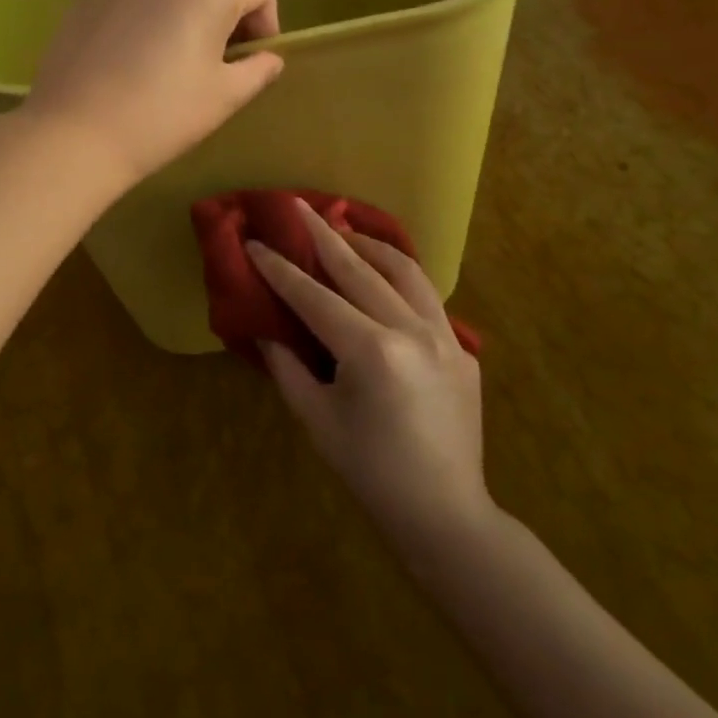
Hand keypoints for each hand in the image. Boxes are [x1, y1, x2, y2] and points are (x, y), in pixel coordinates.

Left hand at [24, 0, 283, 188]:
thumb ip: (258, 69)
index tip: (251, 64)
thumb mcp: (225, 96)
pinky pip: (134, 1)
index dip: (266, 26)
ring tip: (170, 65)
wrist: (73, 133)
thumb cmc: (162, 113)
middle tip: (215, 67)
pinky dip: (145, 22)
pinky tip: (131, 63)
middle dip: (225, 19)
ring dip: (184, 18)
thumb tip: (268, 59)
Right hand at [248, 200, 493, 557]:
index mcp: (371, 351)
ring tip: (343, 230)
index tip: (256, 241)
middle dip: (323, 234)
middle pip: (359, 268)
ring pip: (404, 270)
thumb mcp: (316, 419)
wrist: (445, 512)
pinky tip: (383, 275)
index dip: (279, 268)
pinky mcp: (462, 348)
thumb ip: (287, 366)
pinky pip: (427, 298)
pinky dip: (400, 277)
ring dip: (369, 246)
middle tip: (297, 205)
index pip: (314, 296)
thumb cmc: (370, 471)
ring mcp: (444, 336)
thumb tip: (265, 329)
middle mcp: (410, 331)